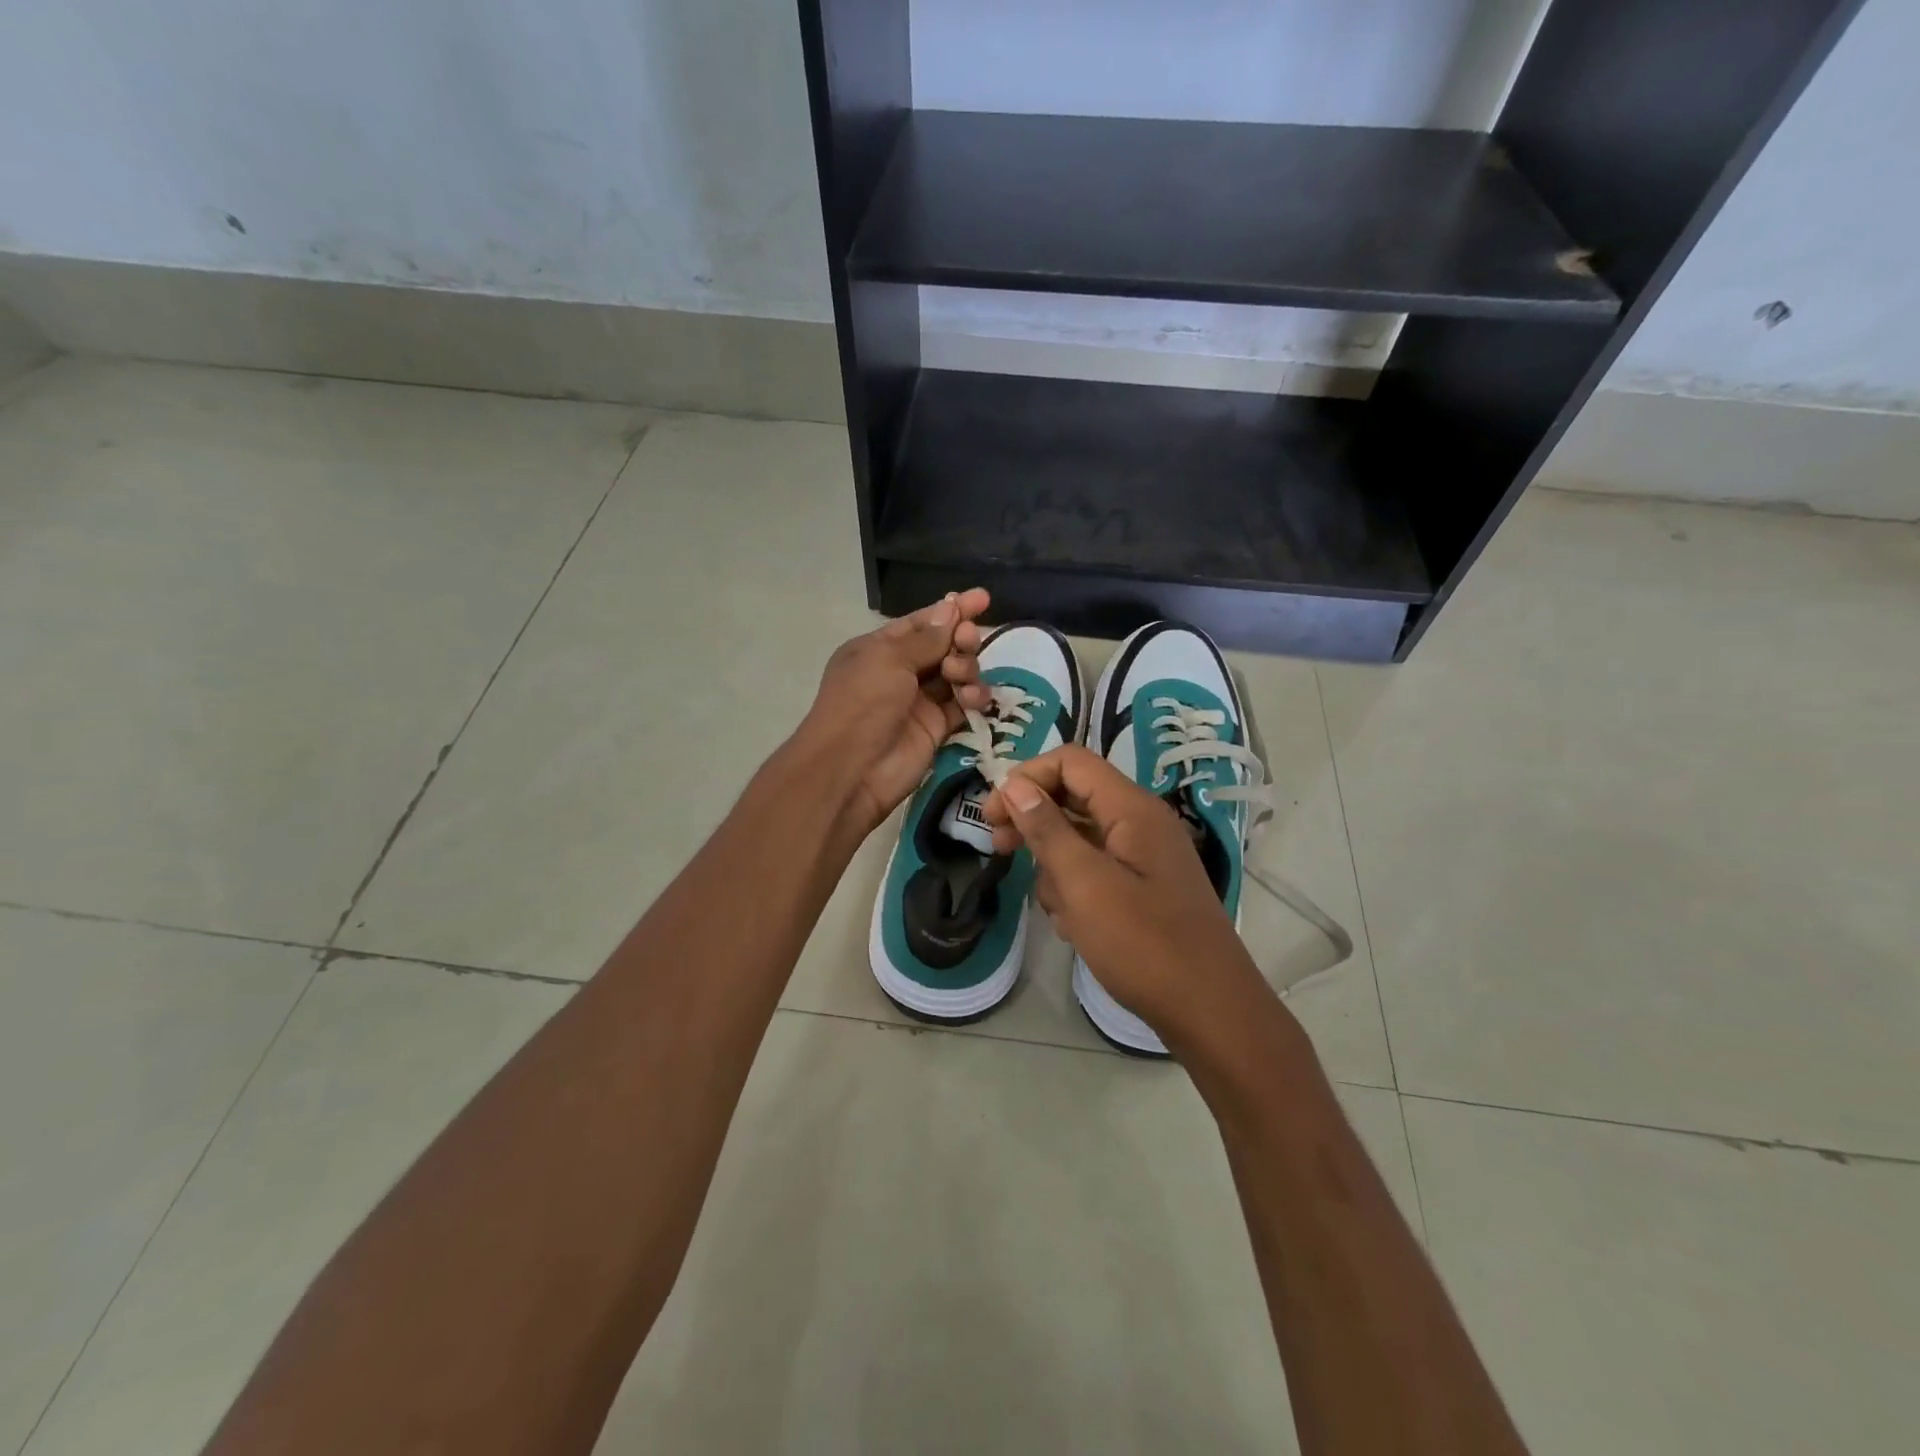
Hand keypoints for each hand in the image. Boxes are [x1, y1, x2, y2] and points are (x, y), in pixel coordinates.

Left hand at [795, 589, 992, 837]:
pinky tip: (973, 700)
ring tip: (961, 677)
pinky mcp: (935, 729)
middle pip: (943, 646)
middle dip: (961, 640)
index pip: (922, 623)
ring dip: (966, 669)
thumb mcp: (889, 660)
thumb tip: (951, 609)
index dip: (952, 610)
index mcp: (879, 649)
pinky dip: (972, 698)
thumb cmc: (862, 704)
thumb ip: (926, 638)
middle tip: (967, 642)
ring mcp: (918, 701)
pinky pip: (962, 705)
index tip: (982, 598)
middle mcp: (899, 672)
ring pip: (957, 674)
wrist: (851, 769)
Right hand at [983, 745, 1266, 1052]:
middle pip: (1073, 797)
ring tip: (1056, 909)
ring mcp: (1143, 856)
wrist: (1209, 1010)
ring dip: (1055, 865)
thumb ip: (1047, 830)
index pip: (1070, 762)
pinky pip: (1095, 870)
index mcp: (1132, 809)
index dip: (1027, 778)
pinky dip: (1076, 889)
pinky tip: (1074, 926)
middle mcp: (1140, 822)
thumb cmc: (1144, 944)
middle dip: (1033, 820)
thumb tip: (1014, 785)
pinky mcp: (1143, 887)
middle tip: (999, 849)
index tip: (993, 815)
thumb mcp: (1084, 884)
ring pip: (1080, 838)